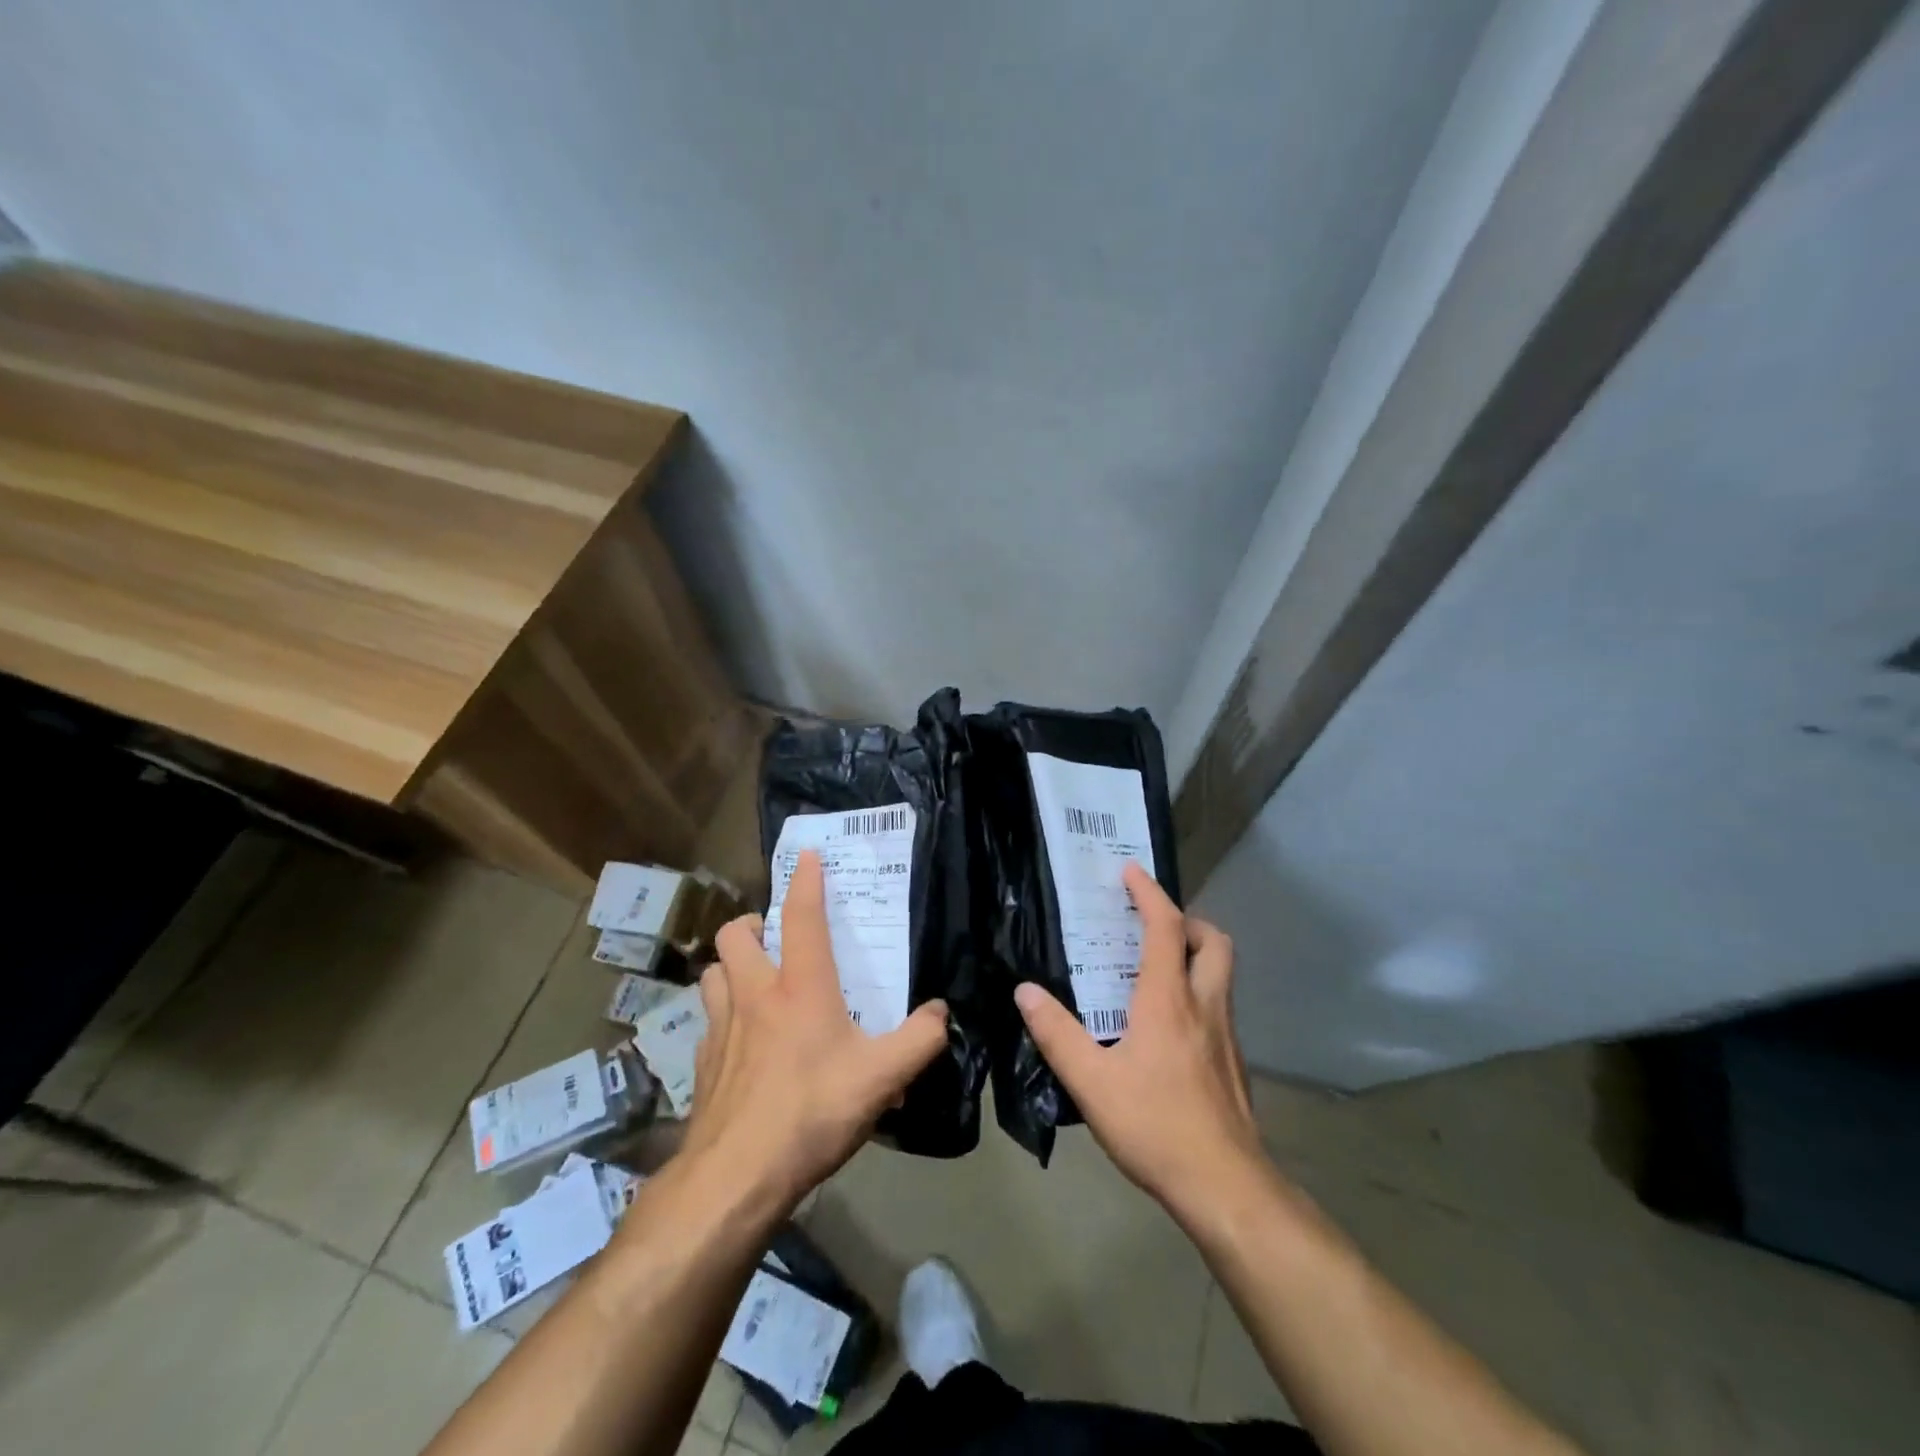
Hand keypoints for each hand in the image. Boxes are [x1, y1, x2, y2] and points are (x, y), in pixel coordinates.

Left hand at [679, 850, 949, 1212]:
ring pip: (712, 973)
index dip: (806, 881)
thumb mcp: (883, 1077)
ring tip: (752, 981)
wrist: (737, 1175)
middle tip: (774, 938)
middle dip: (753, 925)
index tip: (807, 855)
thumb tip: (940, 1013)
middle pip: (736, 936)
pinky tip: (740, 1045)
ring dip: (730, 967)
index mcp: (800, 988)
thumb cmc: (812, 1111)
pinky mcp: (702, 1064)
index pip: (802, 917)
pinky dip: (722, 1020)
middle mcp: (755, 995)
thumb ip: (920, 1040)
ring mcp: (721, 1029)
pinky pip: (707, 1024)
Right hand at [1014, 863, 1263, 1216]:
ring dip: (1195, 955)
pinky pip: (1218, 1007)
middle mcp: (1204, 1005)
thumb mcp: (1091, 1082)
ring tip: (1156, 969)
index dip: (1149, 893)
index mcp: (1168, 999)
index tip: (1130, 871)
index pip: (1165, 927)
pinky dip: (1197, 993)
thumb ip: (1056, 1033)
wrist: (1225, 1186)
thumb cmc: (1155, 1124)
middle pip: (1213, 941)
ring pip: (1221, 974)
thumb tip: (1024, 991)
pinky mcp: (1233, 1064)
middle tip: (1153, 926)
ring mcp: (1226, 1035)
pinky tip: (1170, 1026)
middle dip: (1187, 920)